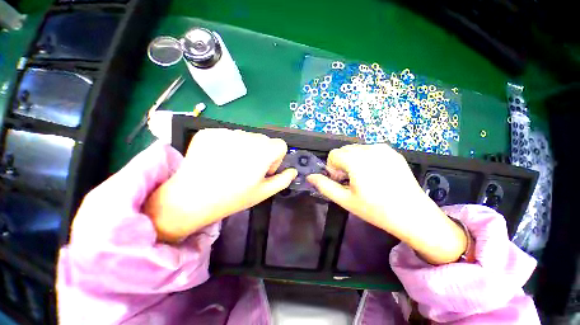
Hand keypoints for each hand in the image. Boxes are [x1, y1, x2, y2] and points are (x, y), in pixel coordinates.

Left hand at [143, 129, 296, 241]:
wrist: (191, 198)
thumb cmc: (233, 197)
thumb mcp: (263, 192)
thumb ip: (283, 180)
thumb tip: (293, 171)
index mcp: (263, 151)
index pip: (281, 145)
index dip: (276, 158)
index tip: (264, 170)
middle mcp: (247, 136)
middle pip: (263, 140)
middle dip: (261, 153)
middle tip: (247, 170)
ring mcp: (226, 132)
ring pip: (246, 136)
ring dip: (244, 148)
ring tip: (231, 165)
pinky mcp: (209, 132)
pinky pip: (227, 135)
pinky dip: (227, 145)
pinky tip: (218, 159)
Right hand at [307, 144, 466, 263]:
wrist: (413, 214)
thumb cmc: (375, 209)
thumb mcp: (345, 200)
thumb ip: (324, 186)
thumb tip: (310, 176)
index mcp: (357, 160)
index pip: (333, 154)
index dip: (333, 168)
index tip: (342, 182)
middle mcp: (370, 148)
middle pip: (344, 150)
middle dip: (342, 164)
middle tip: (352, 182)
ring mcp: (383, 148)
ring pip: (356, 149)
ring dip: (353, 161)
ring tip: (364, 178)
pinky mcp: (393, 151)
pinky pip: (370, 150)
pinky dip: (365, 159)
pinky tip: (376, 174)